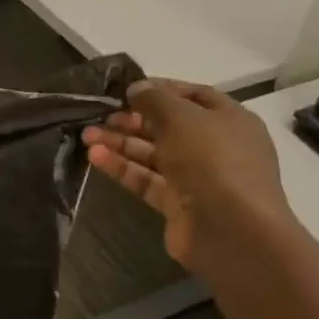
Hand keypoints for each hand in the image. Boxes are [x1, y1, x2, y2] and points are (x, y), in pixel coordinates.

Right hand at [83, 80, 295, 271]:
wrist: (232, 231)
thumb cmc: (212, 161)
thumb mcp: (181, 117)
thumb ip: (154, 99)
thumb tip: (136, 88)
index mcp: (229, 119)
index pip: (192, 95)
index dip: (160, 90)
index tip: (126, 90)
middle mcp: (215, 146)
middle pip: (168, 126)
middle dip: (132, 119)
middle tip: (101, 115)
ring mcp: (197, 177)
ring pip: (153, 154)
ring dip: (121, 143)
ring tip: (87, 136)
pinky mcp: (178, 204)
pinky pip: (147, 180)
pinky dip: (123, 168)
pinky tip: (95, 158)